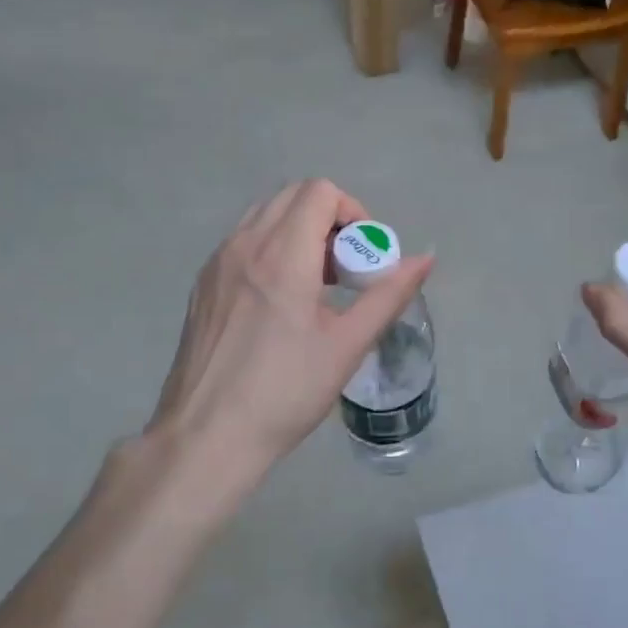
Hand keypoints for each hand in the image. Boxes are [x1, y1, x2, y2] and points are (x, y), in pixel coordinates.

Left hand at [147, 180, 432, 481]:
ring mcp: (216, 263)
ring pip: (264, 217)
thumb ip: (389, 295)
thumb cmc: (285, 393)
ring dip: (298, 233)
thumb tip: (425, 258)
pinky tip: (280, 303)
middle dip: (327, 220)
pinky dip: (270, 250)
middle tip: (344, 270)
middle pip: (292, 196)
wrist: (207, 436)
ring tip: (315, 287)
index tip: (362, 257)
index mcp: (282, 255)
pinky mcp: (202, 285)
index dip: (352, 212)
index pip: (319, 192)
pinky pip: (243, 243)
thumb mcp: (347, 346)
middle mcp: (244, 245)